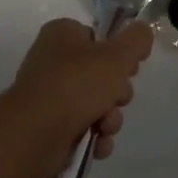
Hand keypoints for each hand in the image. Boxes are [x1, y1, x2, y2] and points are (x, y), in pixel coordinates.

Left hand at [2, 18, 152, 177]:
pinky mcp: (49, 128)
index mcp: (62, 35)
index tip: (130, 68)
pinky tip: (98, 145)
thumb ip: (136, 40)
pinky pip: (82, 129)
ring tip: (104, 128)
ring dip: (109, 119)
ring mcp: (49, 97)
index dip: (119, 54)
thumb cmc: (76, 84)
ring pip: (95, 105)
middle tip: (117, 99)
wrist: (35, 134)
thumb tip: (142, 32)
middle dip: (117, 94)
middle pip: (101, 75)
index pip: (99, 38)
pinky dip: (94, 138)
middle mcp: (52, 62)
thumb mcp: (117, 55)